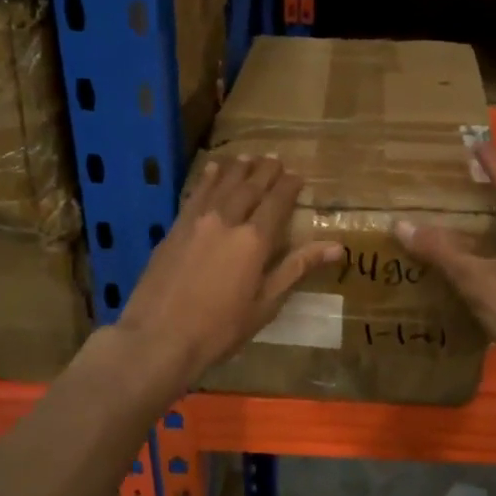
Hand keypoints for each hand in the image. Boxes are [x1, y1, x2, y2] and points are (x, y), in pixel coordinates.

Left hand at [115, 155, 341, 390]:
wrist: (158, 338)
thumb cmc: (220, 329)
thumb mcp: (266, 304)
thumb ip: (297, 268)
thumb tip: (337, 247)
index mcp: (254, 241)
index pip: (276, 203)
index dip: (289, 187)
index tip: (298, 176)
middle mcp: (226, 221)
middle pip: (249, 187)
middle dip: (265, 171)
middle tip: (275, 159)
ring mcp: (197, 222)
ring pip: (221, 185)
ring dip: (237, 169)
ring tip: (248, 157)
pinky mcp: (174, 229)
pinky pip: (195, 194)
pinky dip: (207, 178)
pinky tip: (212, 169)